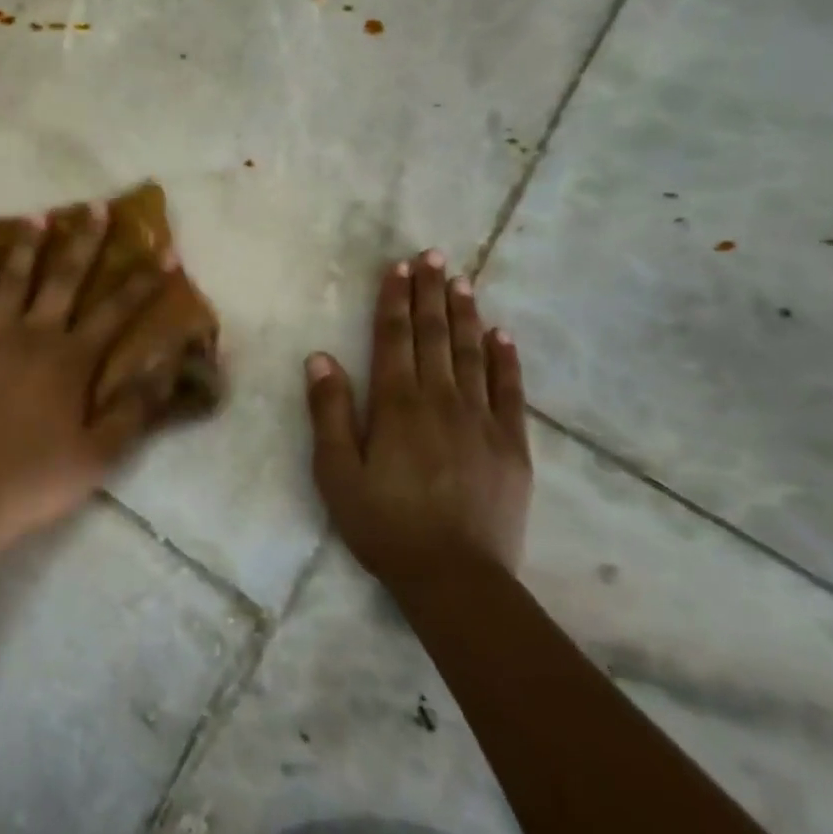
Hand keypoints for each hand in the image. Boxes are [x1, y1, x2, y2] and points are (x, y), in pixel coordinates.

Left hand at [0, 205, 175, 549]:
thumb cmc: (36, 477)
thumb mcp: (100, 454)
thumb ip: (134, 409)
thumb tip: (165, 368)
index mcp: (71, 359)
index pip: (117, 311)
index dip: (144, 281)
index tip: (164, 251)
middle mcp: (33, 334)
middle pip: (64, 279)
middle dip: (85, 242)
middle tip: (95, 208)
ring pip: (10, 280)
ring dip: (25, 246)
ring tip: (36, 216)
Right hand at [304, 250, 532, 576]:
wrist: (455, 577)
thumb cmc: (384, 524)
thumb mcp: (337, 472)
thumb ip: (329, 412)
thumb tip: (321, 357)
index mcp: (396, 405)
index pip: (394, 339)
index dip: (395, 300)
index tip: (400, 267)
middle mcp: (441, 400)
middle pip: (434, 336)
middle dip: (432, 293)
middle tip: (435, 256)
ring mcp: (482, 420)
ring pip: (471, 354)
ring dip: (465, 315)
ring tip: (463, 281)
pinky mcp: (512, 444)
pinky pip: (510, 391)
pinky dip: (505, 359)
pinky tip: (501, 335)